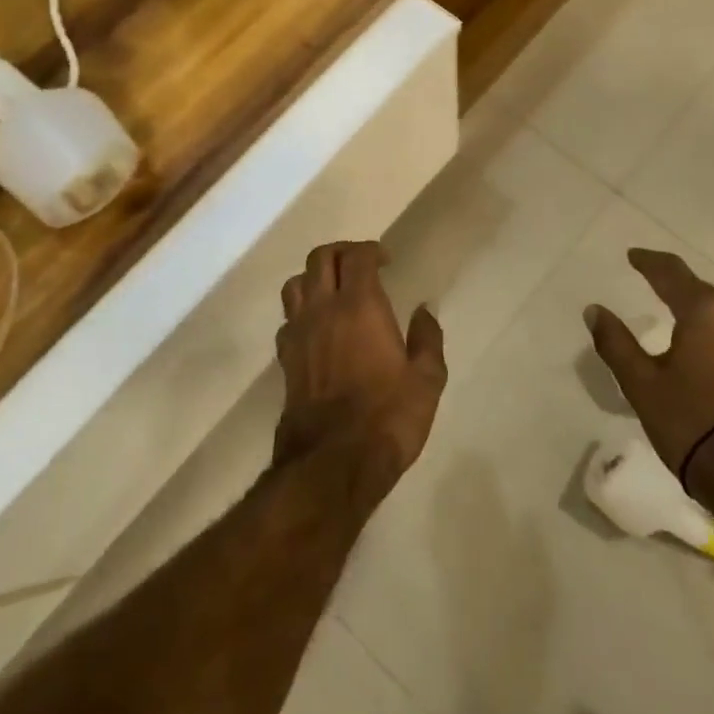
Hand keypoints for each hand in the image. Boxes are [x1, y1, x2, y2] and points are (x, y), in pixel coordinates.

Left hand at [274, 242, 446, 496]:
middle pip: (320, 259)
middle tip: (360, 265)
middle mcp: (323, 310)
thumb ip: (427, 339)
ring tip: (333, 290)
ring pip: (295, 284)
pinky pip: (287, 319)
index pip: (357, 256)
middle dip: (341, 252)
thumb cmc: (388, 417)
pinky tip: (317, 328)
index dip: (371, 250)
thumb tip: (424, 311)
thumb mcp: (427, 380)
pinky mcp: (285, 360)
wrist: (332, 464)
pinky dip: (301, 311)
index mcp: (360, 306)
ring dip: (314, 277)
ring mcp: (298, 334)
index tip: (386, 260)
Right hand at [584, 249, 713, 485]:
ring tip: (667, 300)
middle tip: (646, 274)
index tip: (632, 255)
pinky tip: (693, 333)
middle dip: (670, 279)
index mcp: (705, 311)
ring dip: (690, 300)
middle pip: (696, 286)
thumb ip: (615, 342)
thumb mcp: (641, 383)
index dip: (648, 261)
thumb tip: (593, 310)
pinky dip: (704, 321)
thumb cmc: (690, 421)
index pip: (671, 273)